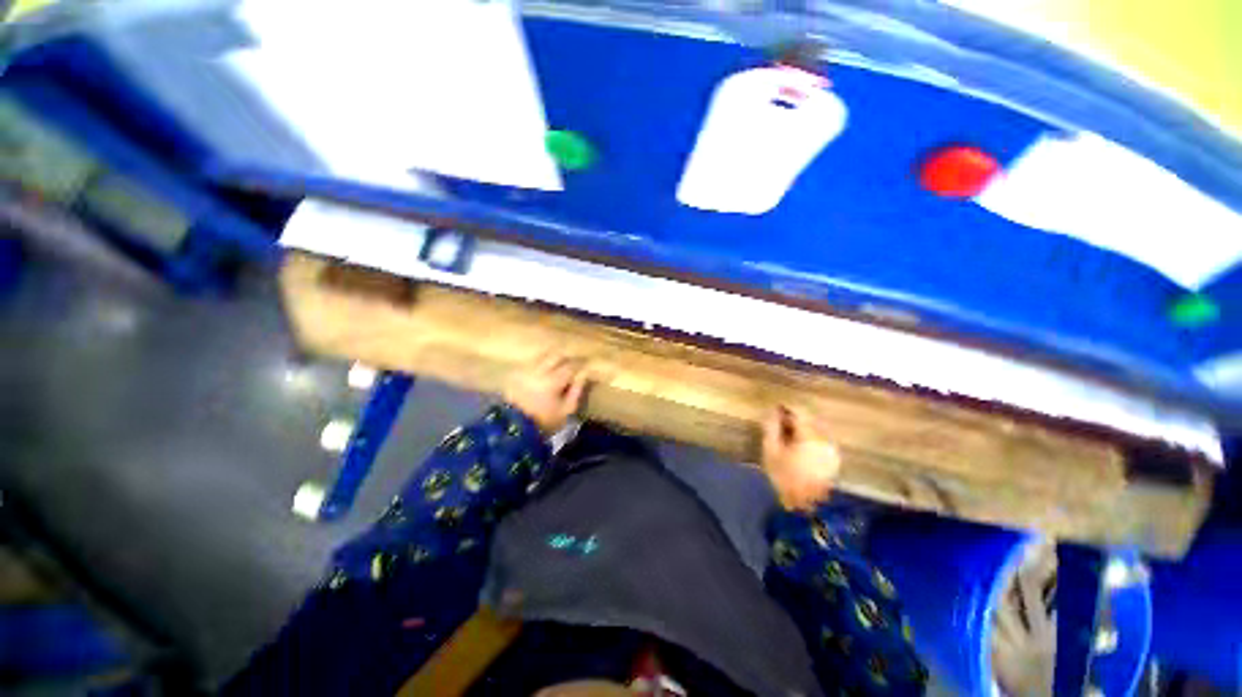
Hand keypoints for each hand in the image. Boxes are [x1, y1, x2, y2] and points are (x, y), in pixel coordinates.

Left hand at [504, 353, 589, 434]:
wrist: (514, 427)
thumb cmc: (544, 421)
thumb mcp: (566, 410)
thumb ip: (576, 391)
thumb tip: (583, 376)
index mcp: (553, 380)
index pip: (571, 365)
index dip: (580, 364)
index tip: (586, 366)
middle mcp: (539, 370)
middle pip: (556, 355)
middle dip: (567, 358)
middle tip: (574, 363)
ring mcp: (526, 370)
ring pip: (543, 355)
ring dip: (553, 358)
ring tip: (559, 365)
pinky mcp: (516, 372)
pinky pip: (532, 362)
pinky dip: (541, 363)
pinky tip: (544, 370)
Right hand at [761, 405, 840, 511]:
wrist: (806, 509)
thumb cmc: (784, 478)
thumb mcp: (771, 451)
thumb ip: (771, 427)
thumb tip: (772, 410)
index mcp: (810, 435)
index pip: (800, 411)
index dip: (786, 406)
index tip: (775, 407)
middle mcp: (826, 439)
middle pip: (811, 418)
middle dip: (795, 416)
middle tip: (779, 420)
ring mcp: (833, 450)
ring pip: (818, 429)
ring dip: (803, 427)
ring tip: (787, 433)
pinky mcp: (834, 460)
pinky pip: (822, 440)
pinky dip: (810, 437)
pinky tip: (799, 445)